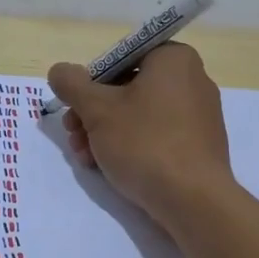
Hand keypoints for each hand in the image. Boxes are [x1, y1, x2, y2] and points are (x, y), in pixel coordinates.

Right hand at [48, 43, 233, 226]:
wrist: (193, 200)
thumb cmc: (145, 143)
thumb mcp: (97, 109)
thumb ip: (72, 84)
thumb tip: (59, 71)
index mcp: (173, 59)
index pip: (120, 57)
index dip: (91, 82)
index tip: (74, 107)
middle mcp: (192, 79)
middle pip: (127, 88)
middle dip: (93, 113)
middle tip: (73, 135)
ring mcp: (199, 114)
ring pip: (138, 114)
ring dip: (104, 133)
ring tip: (85, 157)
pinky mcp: (199, 144)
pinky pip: (157, 135)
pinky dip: (130, 145)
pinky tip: (107, 167)